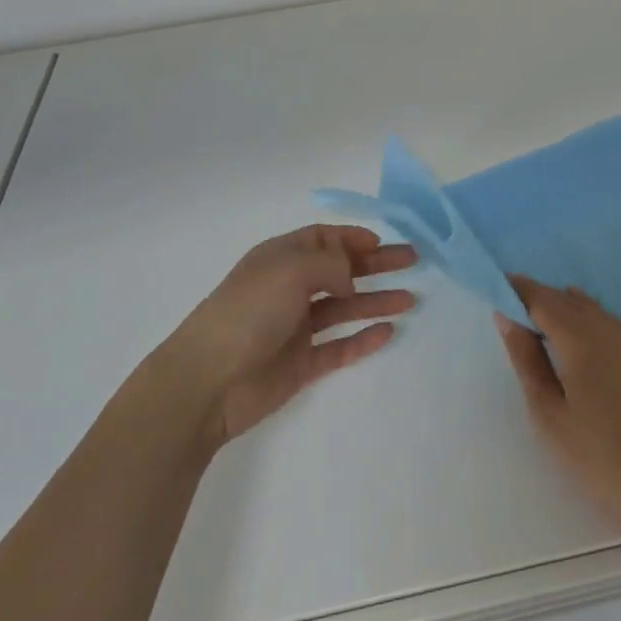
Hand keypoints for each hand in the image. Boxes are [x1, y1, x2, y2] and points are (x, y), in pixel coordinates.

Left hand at [159, 225, 416, 452]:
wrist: (208, 383)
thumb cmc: (248, 312)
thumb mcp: (291, 269)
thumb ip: (331, 265)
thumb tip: (349, 280)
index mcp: (281, 259)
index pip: (322, 239)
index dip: (352, 238)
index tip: (381, 242)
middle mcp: (290, 289)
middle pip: (341, 271)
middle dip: (376, 264)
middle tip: (413, 261)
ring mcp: (296, 328)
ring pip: (345, 309)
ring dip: (377, 301)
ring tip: (412, 299)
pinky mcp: (301, 364)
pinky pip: (340, 347)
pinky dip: (363, 339)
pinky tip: (388, 332)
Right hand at [496, 277, 620, 535]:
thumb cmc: (597, 454)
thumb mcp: (548, 412)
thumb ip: (526, 359)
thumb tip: (507, 316)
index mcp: (578, 336)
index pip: (540, 297)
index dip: (516, 289)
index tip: (494, 289)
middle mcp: (603, 326)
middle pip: (562, 297)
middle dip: (534, 296)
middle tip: (508, 310)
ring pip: (584, 305)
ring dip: (558, 305)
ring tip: (535, 325)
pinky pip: (601, 317)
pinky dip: (580, 315)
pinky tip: (572, 335)